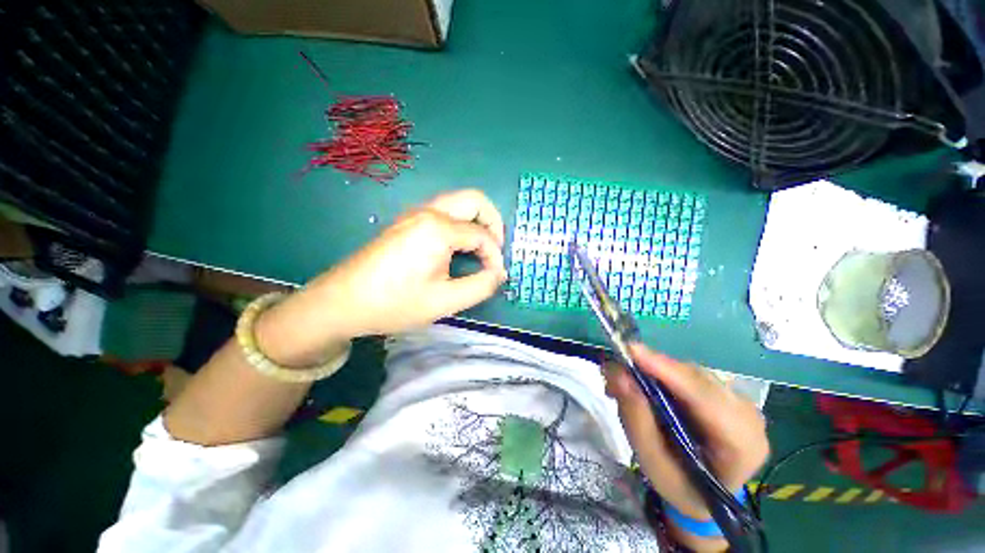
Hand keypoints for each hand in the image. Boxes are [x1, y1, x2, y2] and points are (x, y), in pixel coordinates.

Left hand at [255, 189, 507, 365]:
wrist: (342, 302)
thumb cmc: (394, 303)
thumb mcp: (444, 301)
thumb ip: (480, 286)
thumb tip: (499, 274)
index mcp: (438, 229)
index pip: (482, 235)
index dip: (495, 257)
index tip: (495, 277)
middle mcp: (428, 212)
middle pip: (474, 200)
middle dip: (493, 223)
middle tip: (495, 250)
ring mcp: (415, 214)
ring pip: (458, 203)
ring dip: (476, 222)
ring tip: (481, 251)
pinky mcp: (407, 222)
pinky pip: (444, 213)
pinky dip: (461, 225)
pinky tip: (458, 249)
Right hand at [604, 345, 768, 549]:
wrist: (705, 492)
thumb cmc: (681, 486)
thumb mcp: (654, 464)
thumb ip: (637, 421)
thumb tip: (618, 376)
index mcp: (742, 445)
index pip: (706, 399)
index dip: (668, 371)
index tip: (631, 351)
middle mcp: (747, 415)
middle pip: (695, 378)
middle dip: (652, 369)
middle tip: (614, 371)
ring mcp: (738, 400)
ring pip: (689, 372)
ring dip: (653, 371)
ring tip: (624, 383)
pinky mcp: (724, 391)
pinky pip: (688, 373)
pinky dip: (660, 374)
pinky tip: (642, 384)